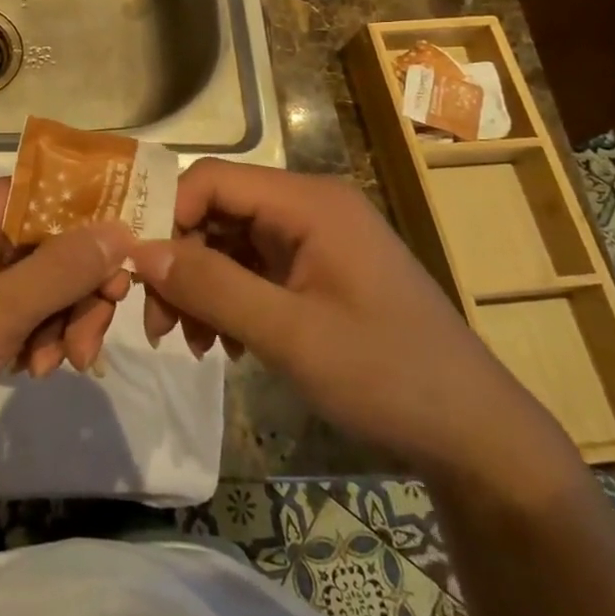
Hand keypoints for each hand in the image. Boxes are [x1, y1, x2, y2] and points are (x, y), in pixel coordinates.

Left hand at [0, 177, 135, 458]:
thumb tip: (123, 229)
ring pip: (41, 279)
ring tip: (52, 367)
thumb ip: (64, 268)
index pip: (52, 197)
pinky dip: (34, 334)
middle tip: (86, 346)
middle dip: (76, 295)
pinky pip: (19, 304)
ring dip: (58, 322)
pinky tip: (30, 368)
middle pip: (51, 243)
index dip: (94, 232)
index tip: (122, 279)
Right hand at [129, 159, 568, 484]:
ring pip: (230, 244)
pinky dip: (229, 301)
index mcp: (309, 202)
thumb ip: (211, 287)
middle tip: (160, 325)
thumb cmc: (386, 375)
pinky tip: (227, 346)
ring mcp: (315, 241)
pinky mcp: (317, 273)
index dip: (168, 215)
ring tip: (193, 343)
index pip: (213, 179)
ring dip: (201, 288)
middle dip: (181, 262)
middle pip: (218, 212)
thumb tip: (139, 252)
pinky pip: (253, 271)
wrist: (475, 436)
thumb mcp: (289, 334)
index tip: (140, 272)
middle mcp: (309, 208)